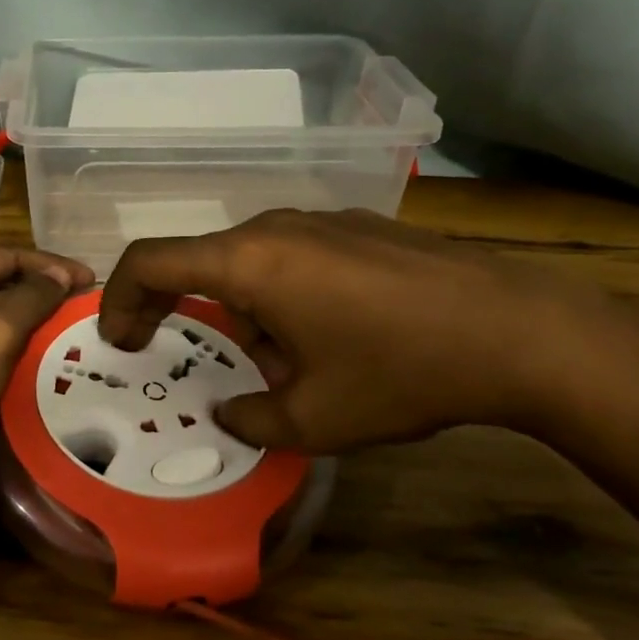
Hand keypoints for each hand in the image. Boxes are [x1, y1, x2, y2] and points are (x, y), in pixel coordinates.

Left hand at [0, 247, 95, 470]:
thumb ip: (30, 299)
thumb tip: (60, 275)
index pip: (4, 256)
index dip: (51, 266)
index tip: (93, 281)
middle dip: (41, 294)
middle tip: (84, 307)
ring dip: (28, 322)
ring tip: (70, 332)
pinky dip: (10, 348)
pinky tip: (40, 360)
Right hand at [97, 209, 620, 452]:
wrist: (519, 330)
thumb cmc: (400, 372)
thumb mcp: (314, 419)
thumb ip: (251, 418)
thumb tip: (230, 412)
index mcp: (247, 263)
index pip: (150, 261)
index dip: (119, 298)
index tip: (122, 340)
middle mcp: (274, 228)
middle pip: (203, 264)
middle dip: (194, 318)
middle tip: (216, 370)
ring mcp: (321, 220)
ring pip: (252, 263)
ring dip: (247, 312)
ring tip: (289, 367)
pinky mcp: (359, 226)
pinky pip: (294, 257)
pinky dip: (285, 295)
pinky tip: (334, 338)